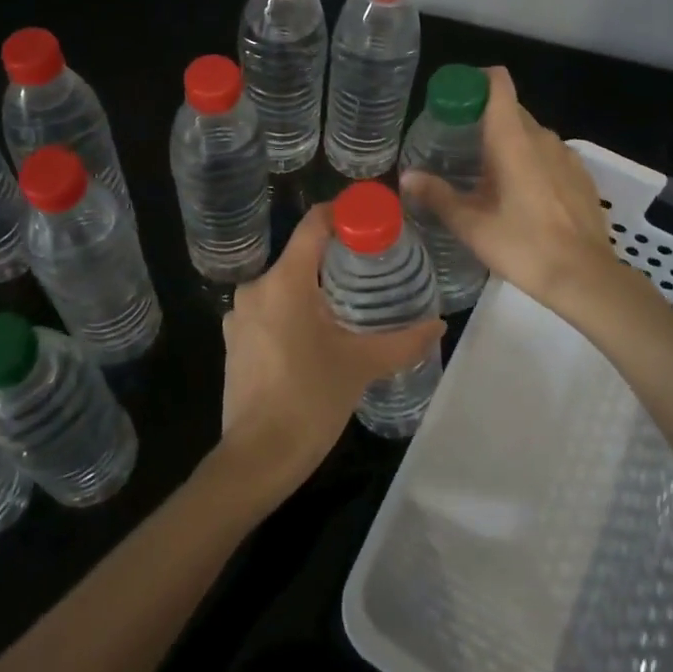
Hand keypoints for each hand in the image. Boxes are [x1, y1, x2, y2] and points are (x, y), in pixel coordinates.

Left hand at [216, 206, 443, 499]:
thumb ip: (403, 341)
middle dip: (336, 257)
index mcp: (284, 281)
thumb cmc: (310, 400)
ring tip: (350, 302)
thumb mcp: (361, 365)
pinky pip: (269, 309)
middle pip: (300, 255)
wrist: (257, 457)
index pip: (313, 224)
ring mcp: (239, 315)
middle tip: (373, 267)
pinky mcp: (234, 340)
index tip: (372, 219)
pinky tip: (317, 333)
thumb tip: (439, 324)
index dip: (343, 214)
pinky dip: (293, 310)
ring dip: (314, 287)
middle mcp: (256, 288)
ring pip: (284, 284)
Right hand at [402, 66, 616, 311]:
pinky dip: (530, 162)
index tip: (453, 100)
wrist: (585, 278)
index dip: (475, 80)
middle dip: (483, 118)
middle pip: (510, 108)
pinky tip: (520, 196)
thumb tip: (407, 177)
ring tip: (485, 174)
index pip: (498, 83)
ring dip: (507, 143)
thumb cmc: (523, 246)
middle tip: (456, 145)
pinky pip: (548, 155)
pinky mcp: (581, 176)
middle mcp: (542, 137)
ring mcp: (566, 155)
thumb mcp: (471, 225)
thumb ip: (437, 195)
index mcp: (512, 139)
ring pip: (530, 134)